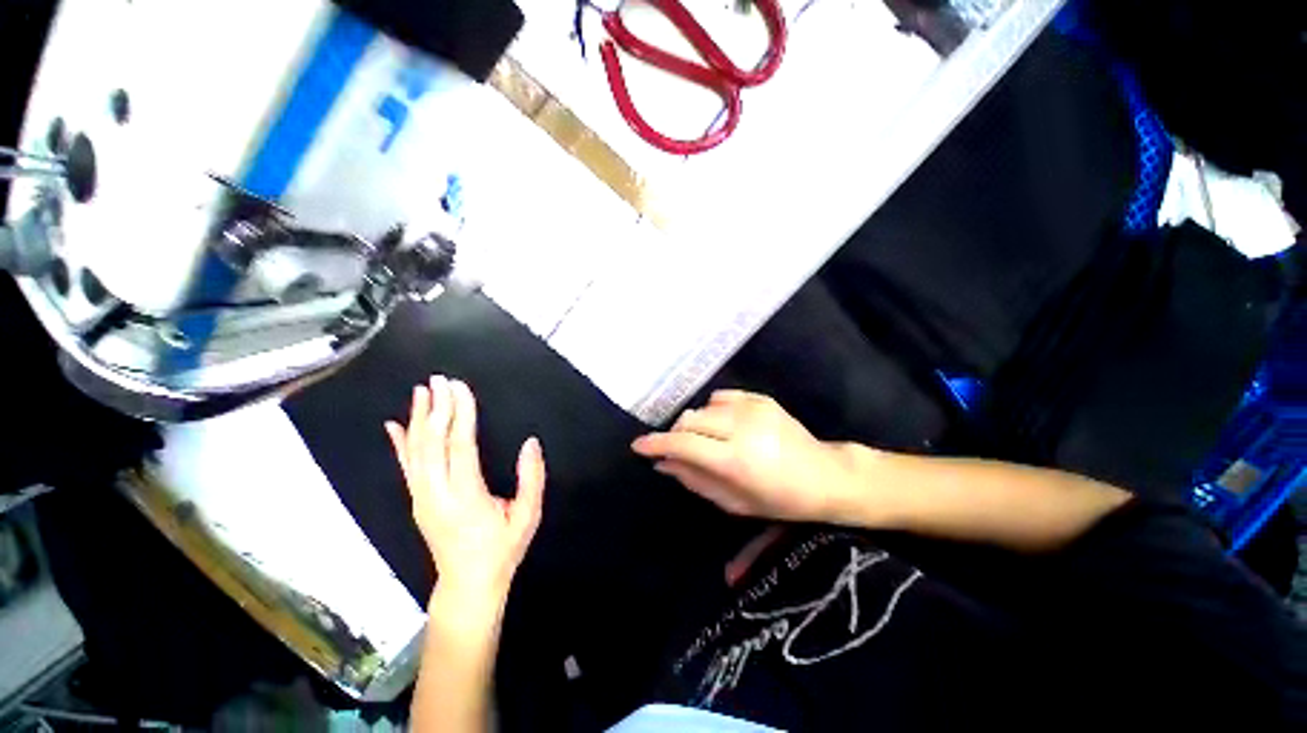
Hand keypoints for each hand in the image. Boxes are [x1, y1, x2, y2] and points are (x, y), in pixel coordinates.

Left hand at [386, 376, 545, 602]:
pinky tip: (393, 425)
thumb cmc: (502, 549)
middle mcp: (437, 494)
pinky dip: (399, 444)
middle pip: (432, 444)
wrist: (468, 585)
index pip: (460, 446)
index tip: (460, 388)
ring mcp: (422, 498)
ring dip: (417, 419)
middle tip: (439, 380)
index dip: (461, 414)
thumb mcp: (528, 516)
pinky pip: (406, 468)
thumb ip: (532, 478)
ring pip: (415, 452)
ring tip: (421, 392)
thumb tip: (531, 442)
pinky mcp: (417, 501)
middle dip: (436, 408)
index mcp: (466, 497)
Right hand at [631, 390, 859, 523]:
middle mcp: (742, 428)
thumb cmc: (777, 499)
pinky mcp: (761, 398)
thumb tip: (663, 463)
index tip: (638, 445)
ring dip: (696, 424)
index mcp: (736, 460)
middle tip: (679, 449)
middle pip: (689, 419)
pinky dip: (714, 411)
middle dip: (676, 433)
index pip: (684, 444)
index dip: (657, 443)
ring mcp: (753, 408)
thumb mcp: (732, 501)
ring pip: (703, 407)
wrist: (823, 475)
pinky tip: (726, 426)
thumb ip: (694, 479)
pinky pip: (721, 397)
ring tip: (708, 440)